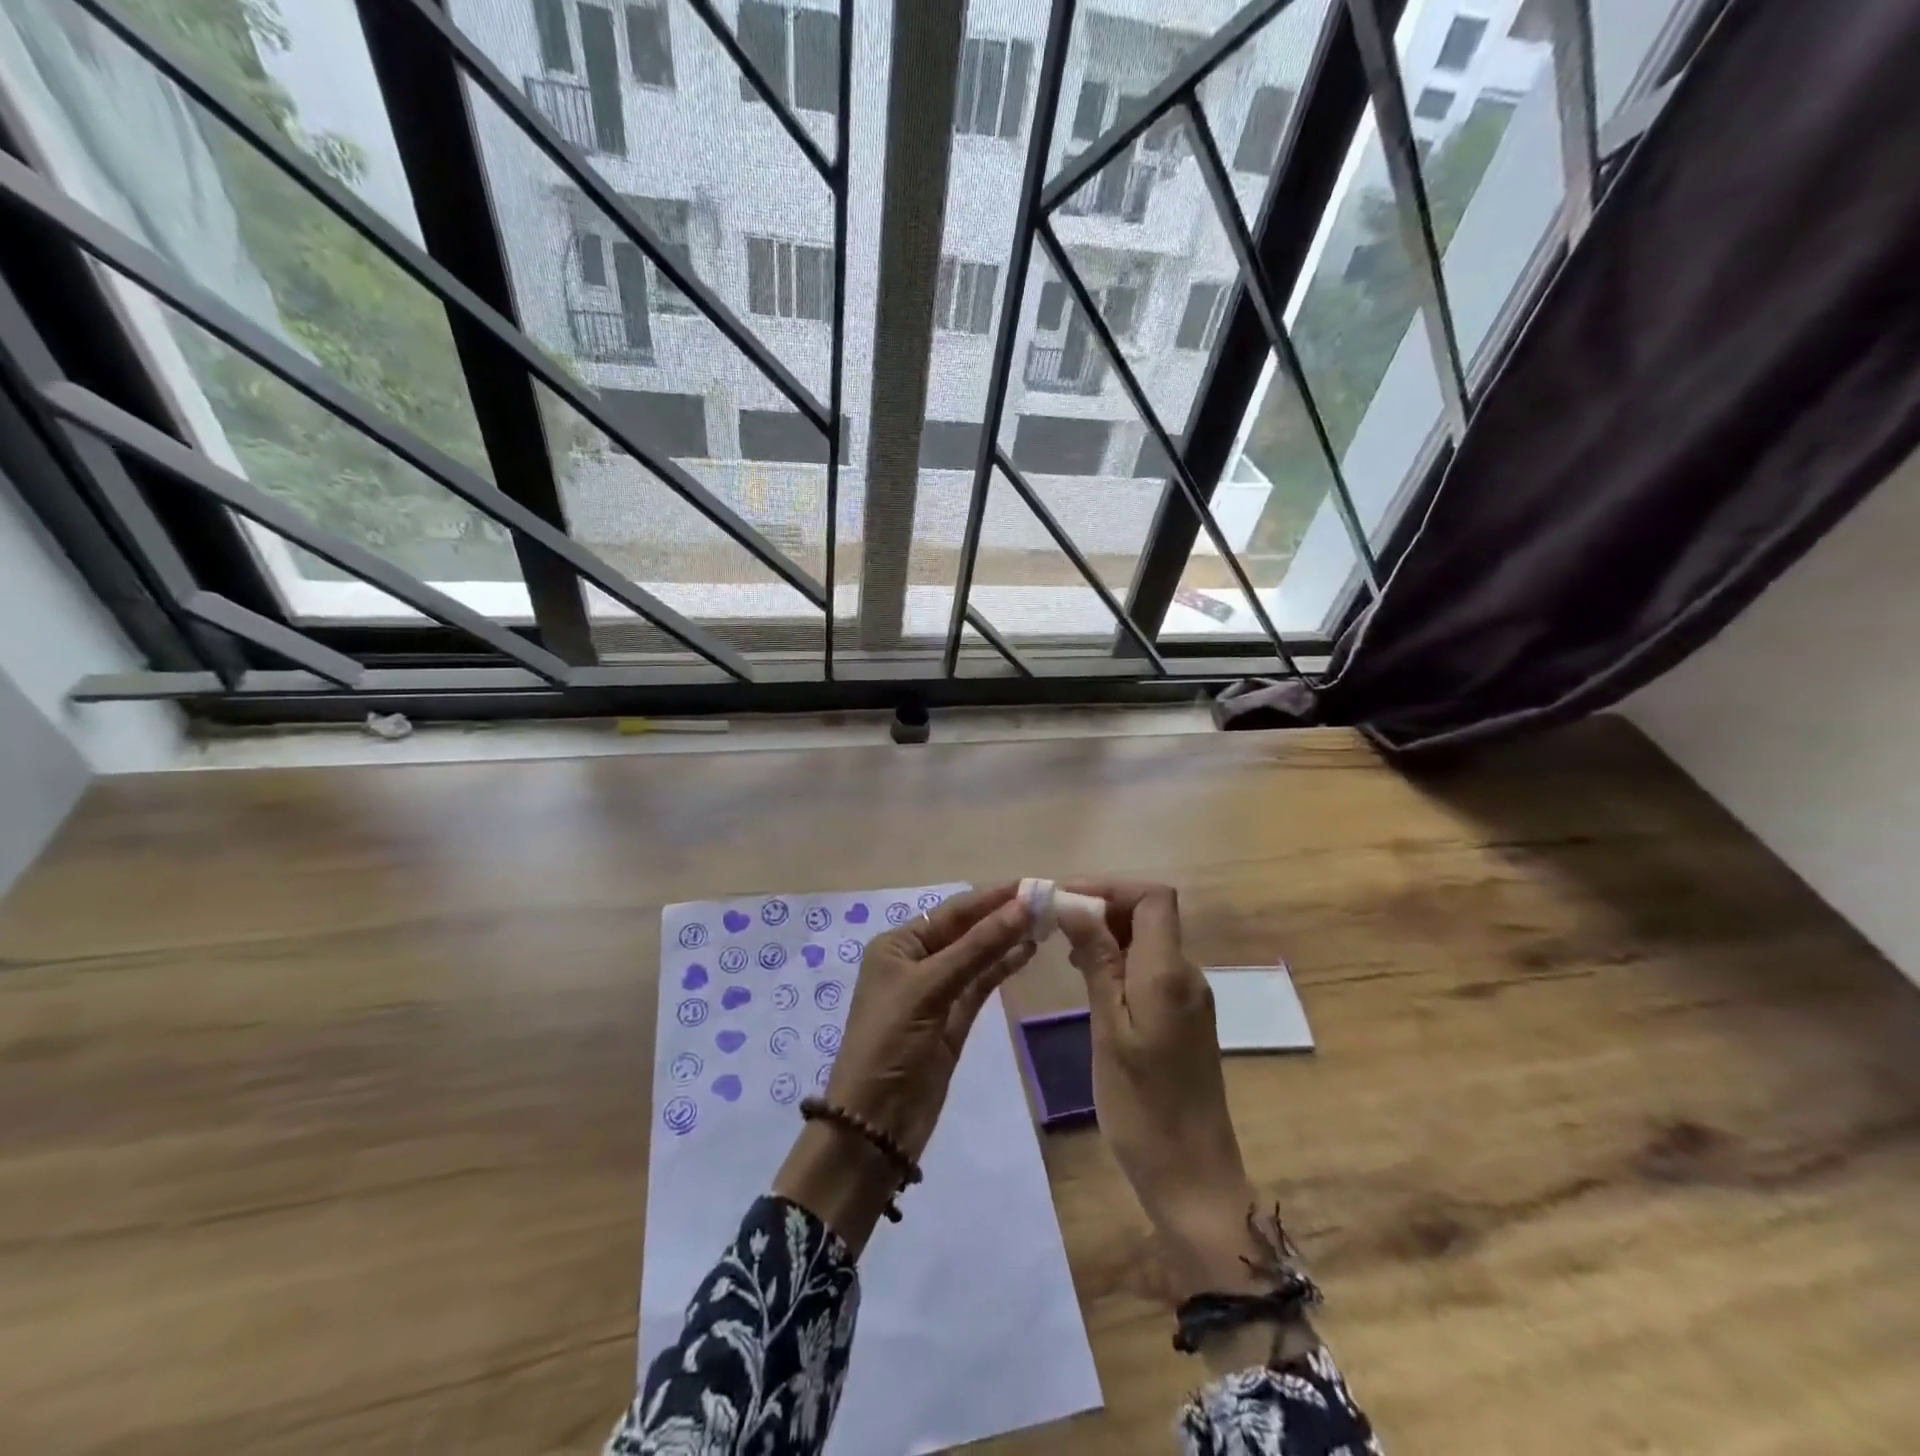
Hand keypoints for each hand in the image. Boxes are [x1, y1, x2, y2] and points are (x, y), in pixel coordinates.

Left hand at [773, 884, 1034, 1251]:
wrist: (875, 1122)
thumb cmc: (891, 1042)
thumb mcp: (930, 988)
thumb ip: (978, 947)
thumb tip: (1022, 906)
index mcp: (898, 945)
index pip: (952, 911)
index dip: (991, 897)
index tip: (1032, 884)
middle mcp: (916, 961)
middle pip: (966, 930)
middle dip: (1002, 915)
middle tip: (1047, 900)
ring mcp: (937, 991)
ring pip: (977, 955)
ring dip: (1006, 939)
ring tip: (1046, 921)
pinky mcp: (954, 1019)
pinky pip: (981, 983)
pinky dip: (1003, 967)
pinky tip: (1028, 950)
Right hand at [1058, 881, 1264, 1297]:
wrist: (1192, 1178)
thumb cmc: (1142, 1108)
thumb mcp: (1109, 1030)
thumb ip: (1097, 961)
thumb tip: (1074, 902)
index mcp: (1169, 972)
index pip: (1154, 896)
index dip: (1110, 886)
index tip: (1064, 898)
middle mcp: (1187, 974)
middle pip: (1150, 913)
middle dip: (1102, 906)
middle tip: (1052, 923)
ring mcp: (1189, 997)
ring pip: (1149, 940)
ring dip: (1108, 933)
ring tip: (1062, 949)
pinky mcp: (1184, 1018)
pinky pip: (1151, 968)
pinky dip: (1119, 960)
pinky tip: (1089, 980)